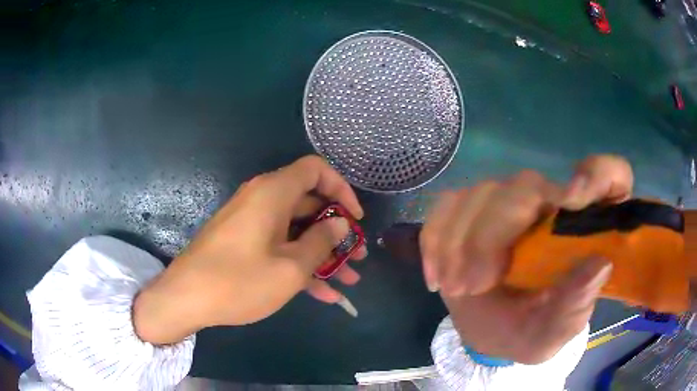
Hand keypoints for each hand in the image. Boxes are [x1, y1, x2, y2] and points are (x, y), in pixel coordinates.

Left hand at [133, 155, 366, 343]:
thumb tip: (340, 223)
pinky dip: (300, 265)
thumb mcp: (290, 267)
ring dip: (323, 254)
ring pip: (296, 231)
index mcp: (273, 193)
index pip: (316, 169)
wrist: (186, 299)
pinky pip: (279, 246)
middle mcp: (262, 200)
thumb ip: (321, 242)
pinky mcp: (244, 243)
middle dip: (337, 231)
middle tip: (356, 256)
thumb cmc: (239, 281)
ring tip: (348, 280)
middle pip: (310, 204)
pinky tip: (323, 294)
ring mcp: (252, 223)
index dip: (341, 189)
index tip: (355, 218)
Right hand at [420, 155, 632, 363]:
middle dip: (493, 233)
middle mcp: (552, 203)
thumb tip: (598, 266)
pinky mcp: (474, 209)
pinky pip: (448, 205)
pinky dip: (436, 238)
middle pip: (527, 185)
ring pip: (484, 192)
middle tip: (472, 285)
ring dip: (460, 241)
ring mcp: (511, 201)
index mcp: (587, 229)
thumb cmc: (531, 332)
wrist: (492, 332)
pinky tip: (437, 275)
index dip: (598, 174)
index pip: (611, 176)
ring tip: (455, 287)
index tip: (571, 201)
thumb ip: (575, 307)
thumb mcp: (553, 334)